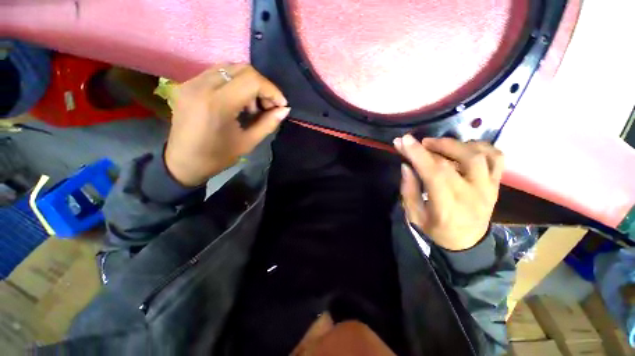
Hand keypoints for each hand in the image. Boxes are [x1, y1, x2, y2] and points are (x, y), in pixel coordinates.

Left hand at [164, 64, 289, 186]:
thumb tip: (285, 110)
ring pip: (230, 68)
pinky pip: (218, 73)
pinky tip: (238, 101)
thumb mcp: (247, 143)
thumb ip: (268, 123)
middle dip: (262, 86)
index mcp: (217, 104)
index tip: (281, 104)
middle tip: (267, 105)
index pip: (252, 81)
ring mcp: (192, 82)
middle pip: (242, 69)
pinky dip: (235, 83)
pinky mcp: (188, 84)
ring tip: (252, 105)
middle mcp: (202, 85)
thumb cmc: (217, 157)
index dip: (272, 90)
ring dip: (249, 83)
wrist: (182, 162)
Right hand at [394, 135, 503, 250]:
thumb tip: (406, 165)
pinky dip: (481, 147)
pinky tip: (464, 147)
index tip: (404, 141)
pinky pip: (496, 158)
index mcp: (448, 206)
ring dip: (455, 144)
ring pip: (479, 155)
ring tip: (437, 144)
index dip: (418, 154)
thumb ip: (408, 190)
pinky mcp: (495, 184)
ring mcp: (488, 188)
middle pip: (456, 160)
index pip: (434, 172)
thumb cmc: (436, 231)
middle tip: (418, 142)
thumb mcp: (414, 216)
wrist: (467, 244)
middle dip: (432, 146)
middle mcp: (472, 194)